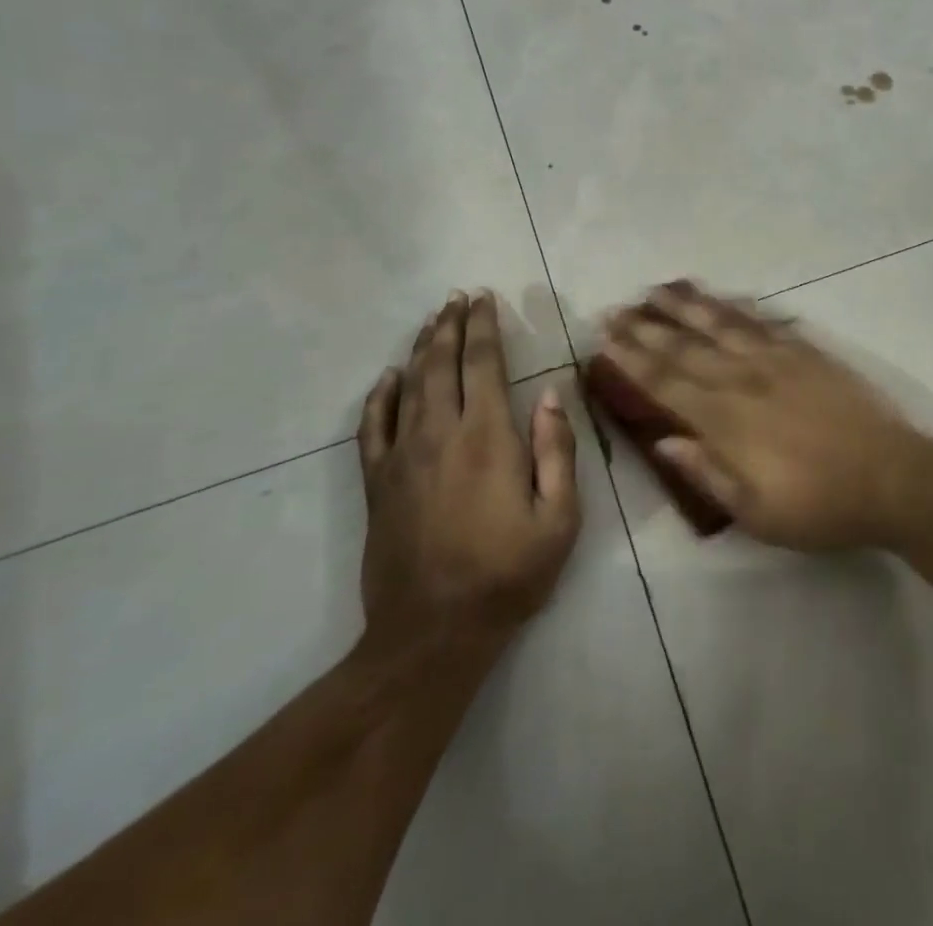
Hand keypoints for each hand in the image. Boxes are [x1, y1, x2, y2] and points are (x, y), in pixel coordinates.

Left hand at [355, 292, 579, 660]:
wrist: (432, 633)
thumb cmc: (507, 574)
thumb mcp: (559, 519)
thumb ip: (557, 451)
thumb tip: (549, 395)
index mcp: (487, 437)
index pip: (483, 364)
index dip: (484, 327)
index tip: (484, 299)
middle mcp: (440, 434)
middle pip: (442, 364)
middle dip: (451, 326)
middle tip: (457, 298)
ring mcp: (402, 457)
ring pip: (409, 386)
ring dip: (421, 348)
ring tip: (432, 321)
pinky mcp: (377, 483)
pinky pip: (372, 427)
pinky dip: (379, 396)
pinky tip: (388, 377)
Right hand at [600, 282, 931, 550]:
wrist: (891, 478)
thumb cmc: (819, 506)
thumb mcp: (755, 512)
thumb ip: (706, 472)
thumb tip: (662, 440)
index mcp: (726, 421)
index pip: (666, 382)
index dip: (632, 359)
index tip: (606, 337)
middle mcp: (743, 380)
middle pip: (685, 347)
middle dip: (646, 328)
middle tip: (615, 308)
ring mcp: (777, 360)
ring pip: (721, 324)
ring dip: (686, 305)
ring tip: (658, 289)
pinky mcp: (806, 352)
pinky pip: (762, 322)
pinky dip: (736, 307)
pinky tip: (721, 299)